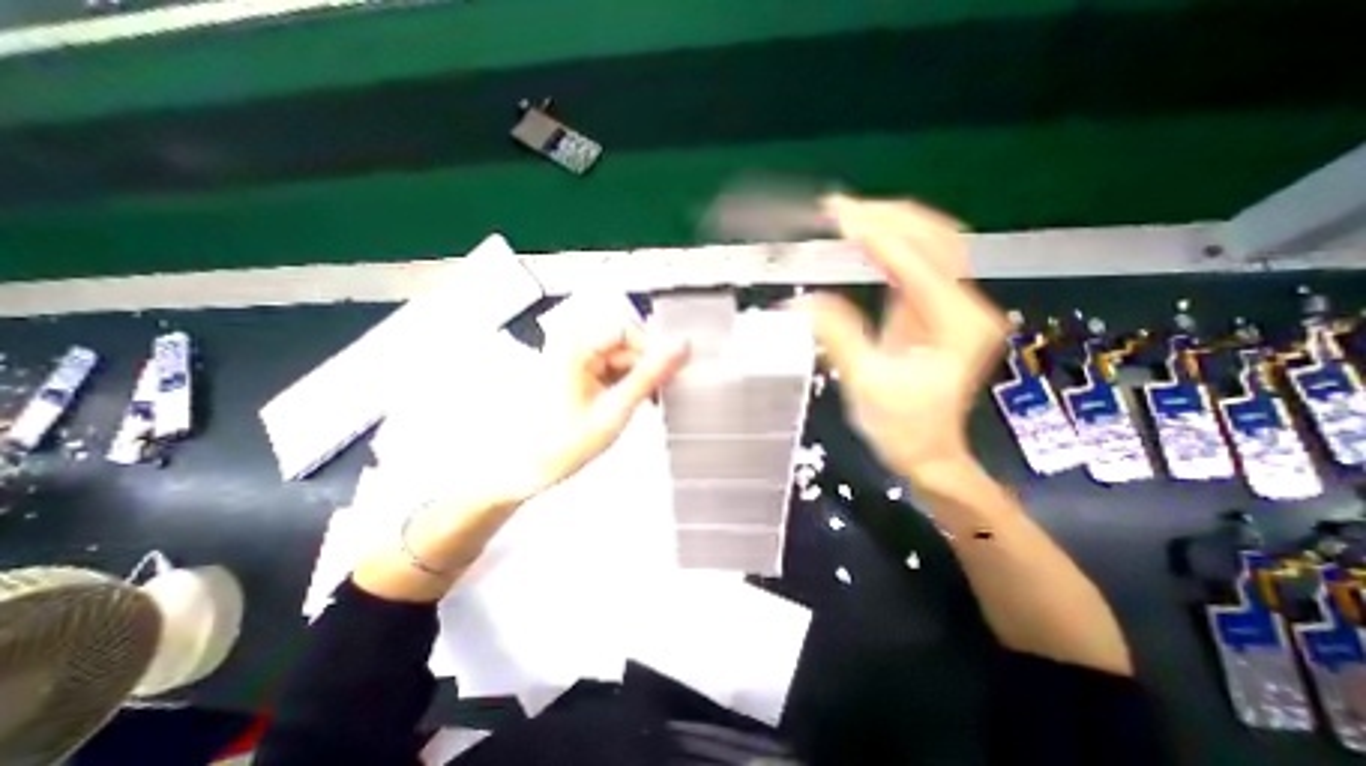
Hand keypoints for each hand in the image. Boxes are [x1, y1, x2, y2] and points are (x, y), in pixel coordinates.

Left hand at [527, 323, 689, 497]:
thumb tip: (677, 350)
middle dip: (644, 366)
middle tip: (657, 392)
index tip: (669, 369)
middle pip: (624, 343)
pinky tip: (627, 401)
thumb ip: (651, 376)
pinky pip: (609, 366)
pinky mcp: (575, 370)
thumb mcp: (616, 409)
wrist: (527, 467)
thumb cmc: (561, 443)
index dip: (652, 350)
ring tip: (642, 402)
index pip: (627, 329)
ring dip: (635, 376)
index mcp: (575, 347)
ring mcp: (571, 358)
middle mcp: (570, 345)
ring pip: (620, 356)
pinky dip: (624, 382)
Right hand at [797, 195, 1007, 486]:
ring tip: (847, 215)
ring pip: (931, 244)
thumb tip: (800, 303)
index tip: (837, 217)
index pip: (916, 263)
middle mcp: (965, 306)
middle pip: (934, 238)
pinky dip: (891, 244)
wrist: (929, 452)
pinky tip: (864, 238)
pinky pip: (918, 263)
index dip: (876, 236)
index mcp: (955, 324)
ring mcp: (955, 306)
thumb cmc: (902, 428)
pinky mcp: (936, 311)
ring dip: (890, 223)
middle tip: (837, 209)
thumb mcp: (865, 384)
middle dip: (885, 217)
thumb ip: (837, 336)